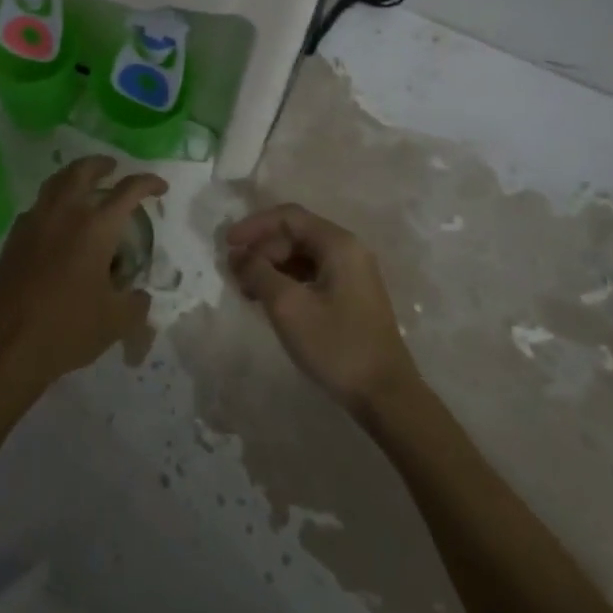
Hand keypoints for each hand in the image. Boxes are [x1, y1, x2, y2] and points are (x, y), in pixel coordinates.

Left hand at [0, 155, 166, 393]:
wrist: (8, 345)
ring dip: (74, 175)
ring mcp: (35, 221)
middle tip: (113, 168)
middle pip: (83, 170)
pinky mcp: (14, 237)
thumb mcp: (117, 321)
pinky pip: (38, 205)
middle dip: (102, 164)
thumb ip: (136, 302)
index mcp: (96, 227)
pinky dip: (52, 200)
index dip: (148, 183)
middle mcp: (64, 213)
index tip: (159, 187)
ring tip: (85, 183)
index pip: (128, 191)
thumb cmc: (68, 329)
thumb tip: (140, 295)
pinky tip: (58, 220)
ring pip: (55, 182)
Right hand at [225, 203, 421, 412]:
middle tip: (236, 274)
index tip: (227, 244)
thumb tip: (238, 255)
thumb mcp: (288, 306)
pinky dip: (287, 282)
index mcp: (338, 244)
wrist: (385, 395)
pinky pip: (312, 275)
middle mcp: (349, 250)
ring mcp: (353, 274)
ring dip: (272, 267)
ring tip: (247, 290)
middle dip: (262, 249)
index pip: (289, 217)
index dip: (254, 226)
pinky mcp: (352, 296)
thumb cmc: (336, 345)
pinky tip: (270, 302)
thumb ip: (258, 272)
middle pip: (296, 234)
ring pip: (303, 256)